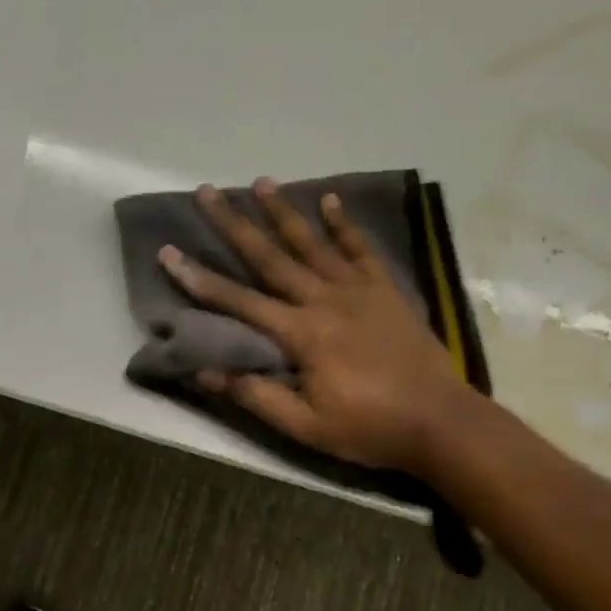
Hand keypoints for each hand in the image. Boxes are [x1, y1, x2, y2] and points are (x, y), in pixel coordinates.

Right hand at [158, 180, 479, 472]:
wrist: (441, 422)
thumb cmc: (369, 428)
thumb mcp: (306, 426)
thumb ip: (256, 395)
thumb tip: (205, 371)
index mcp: (302, 334)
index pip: (238, 301)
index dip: (200, 278)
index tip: (169, 252)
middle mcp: (325, 300)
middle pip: (270, 257)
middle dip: (235, 224)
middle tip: (208, 192)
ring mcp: (358, 291)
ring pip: (312, 243)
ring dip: (284, 212)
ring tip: (261, 182)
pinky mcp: (385, 290)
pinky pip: (361, 249)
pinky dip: (345, 224)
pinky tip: (330, 200)